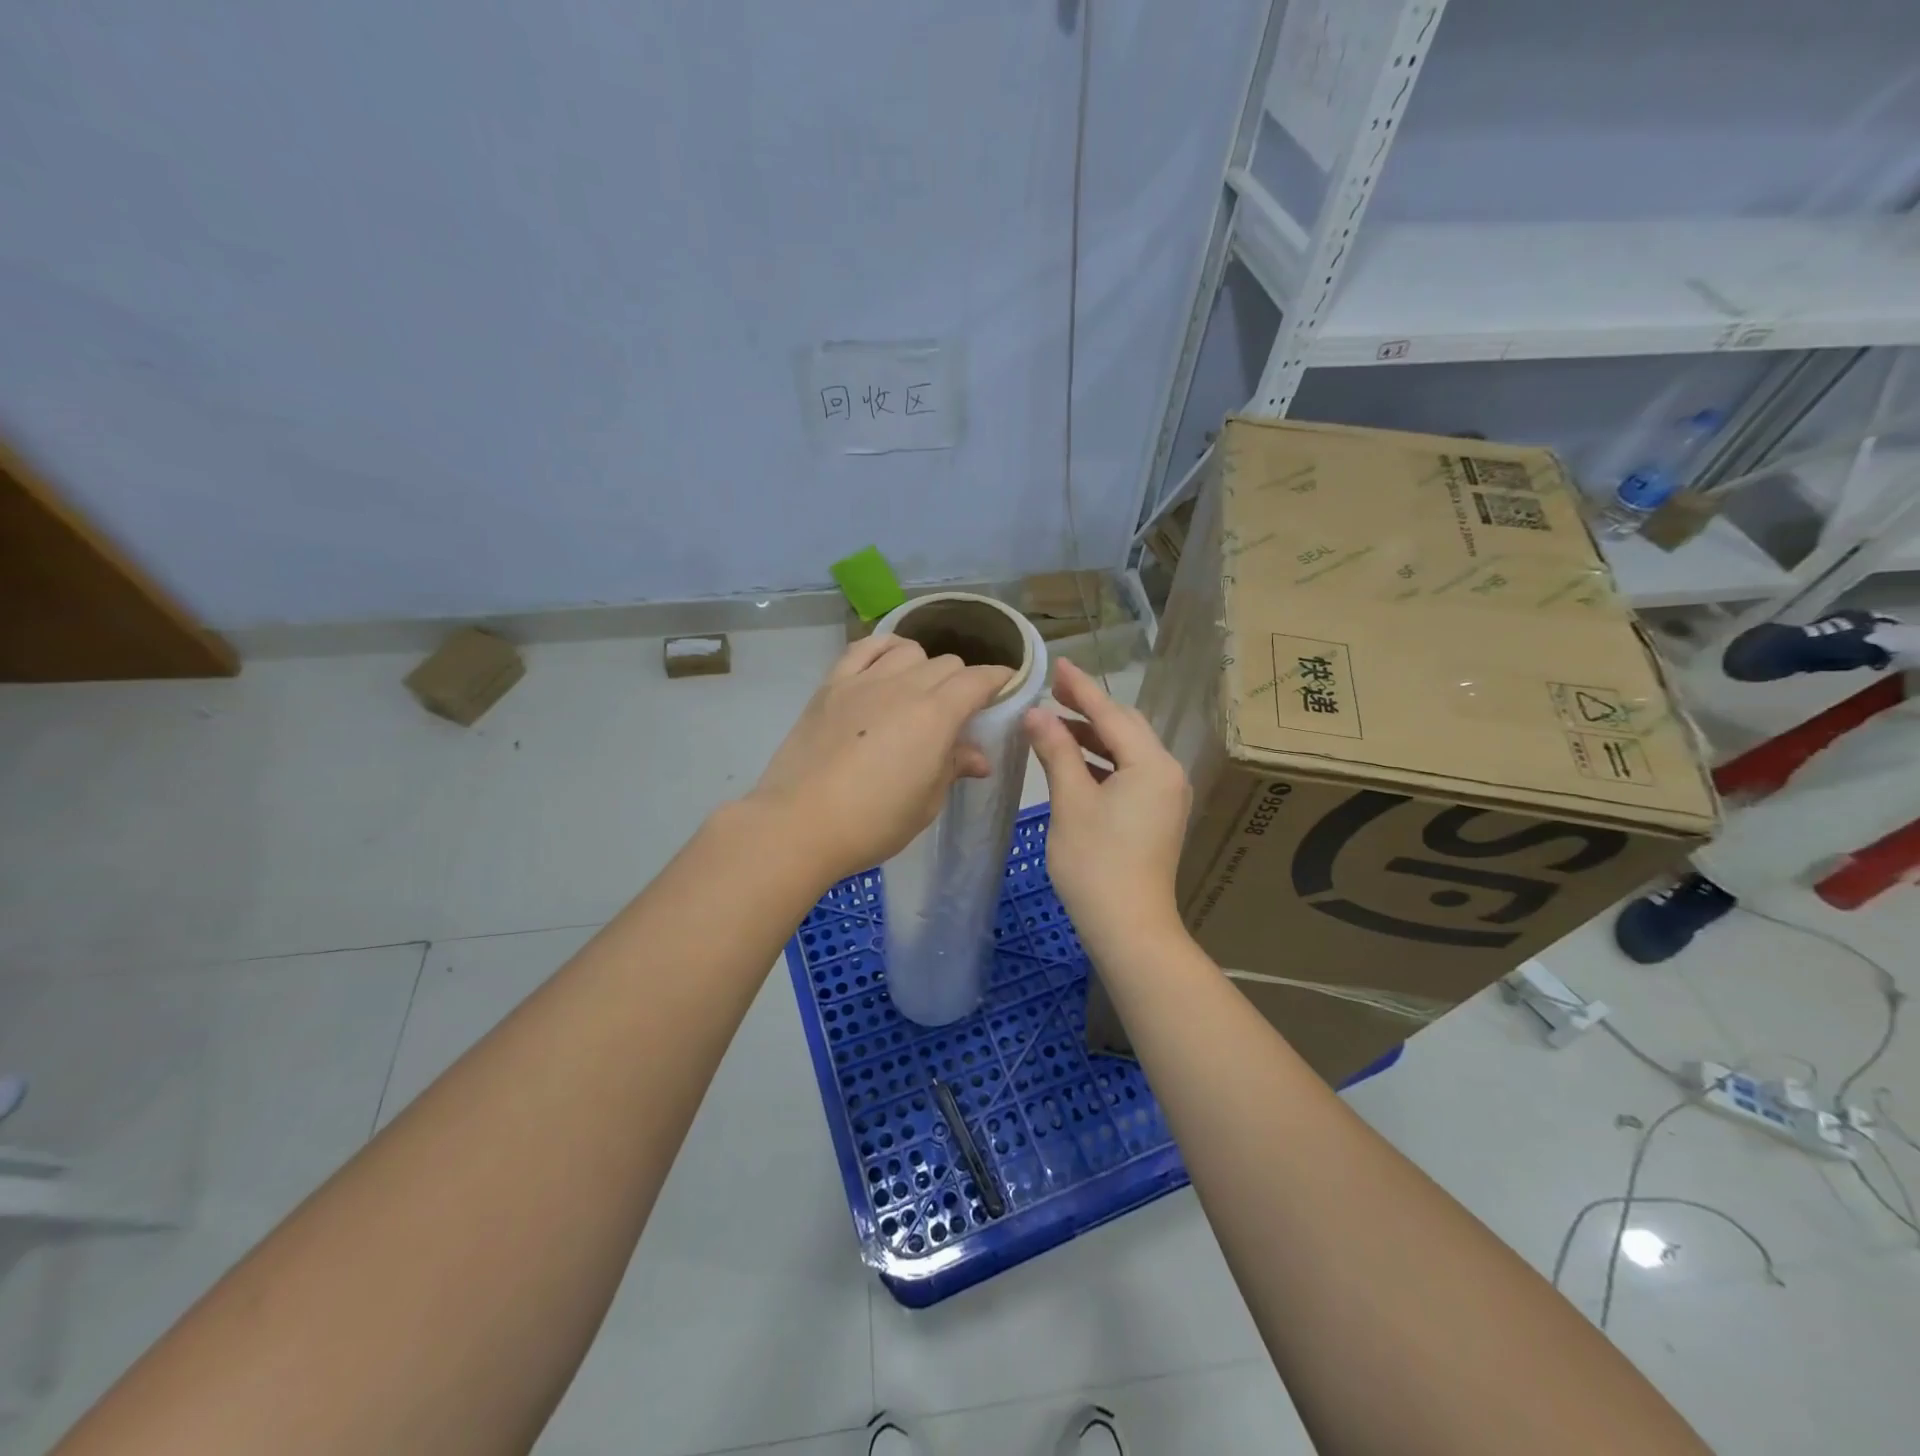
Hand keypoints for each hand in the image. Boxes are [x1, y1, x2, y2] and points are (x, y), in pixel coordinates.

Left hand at [747, 634, 1013, 884]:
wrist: (800, 823)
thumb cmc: (873, 823)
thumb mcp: (926, 803)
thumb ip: (953, 768)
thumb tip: (978, 758)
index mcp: (936, 716)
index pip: (978, 680)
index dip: (999, 679)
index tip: (1006, 687)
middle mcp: (904, 686)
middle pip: (947, 664)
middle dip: (963, 681)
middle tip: (959, 711)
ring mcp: (864, 681)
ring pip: (909, 651)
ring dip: (925, 666)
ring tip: (920, 690)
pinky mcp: (831, 685)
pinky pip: (864, 648)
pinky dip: (884, 647)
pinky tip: (888, 662)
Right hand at [1024, 659, 1191, 949]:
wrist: (1129, 927)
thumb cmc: (1096, 864)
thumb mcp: (1071, 802)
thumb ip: (1056, 751)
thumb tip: (1037, 714)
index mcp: (1151, 764)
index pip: (1111, 714)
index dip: (1080, 689)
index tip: (1057, 664)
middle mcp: (1167, 772)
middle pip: (1125, 728)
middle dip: (1088, 708)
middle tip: (1052, 690)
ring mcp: (1166, 795)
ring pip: (1128, 751)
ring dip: (1093, 737)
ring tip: (1055, 723)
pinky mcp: (1158, 815)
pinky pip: (1130, 773)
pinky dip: (1102, 762)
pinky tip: (1075, 761)